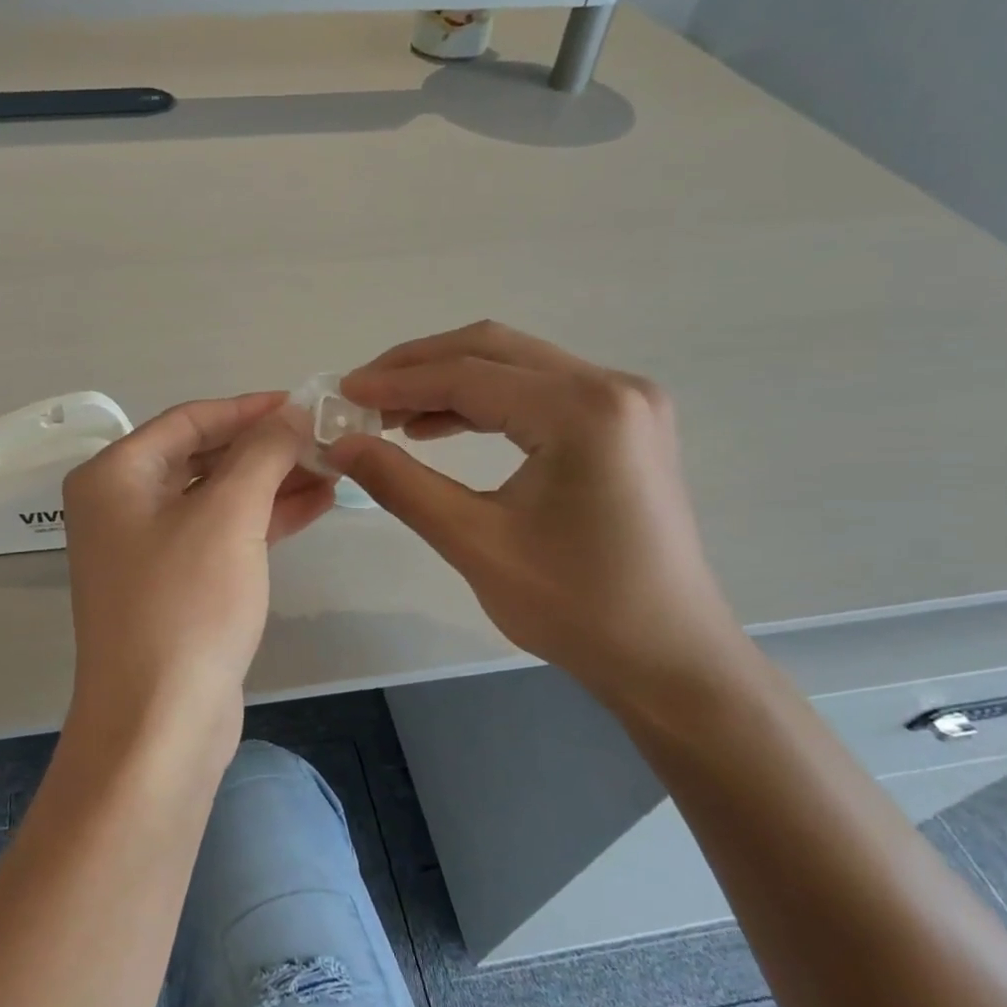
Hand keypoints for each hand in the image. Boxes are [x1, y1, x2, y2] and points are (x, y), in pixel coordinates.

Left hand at [62, 393, 333, 747]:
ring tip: (333, 469)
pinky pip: (221, 535)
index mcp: (114, 476)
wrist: (160, 722)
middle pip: (202, 458)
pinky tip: (315, 505)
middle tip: (325, 439)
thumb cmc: (186, 604)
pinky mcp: (175, 585)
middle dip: (265, 448)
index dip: (248, 408)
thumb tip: (291, 413)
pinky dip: (264, 520)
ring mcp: (146, 549)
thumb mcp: (229, 516)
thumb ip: (262, 453)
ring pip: (217, 498)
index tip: (302, 403)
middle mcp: (122, 506)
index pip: (188, 421)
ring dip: (272, 483)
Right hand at [332, 322, 749, 704]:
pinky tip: (438, 427)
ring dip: (448, 382)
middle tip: (361, 395)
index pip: (469, 375)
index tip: (342, 393)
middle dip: (419, 367)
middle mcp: (612, 387)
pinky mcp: (623, 424)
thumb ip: (401, 484)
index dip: (396, 382)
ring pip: (515, 366)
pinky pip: (539, 392)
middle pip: (493, 350)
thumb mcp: (475, 542)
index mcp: (583, 411)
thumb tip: (340, 446)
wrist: (667, 656)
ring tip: (389, 414)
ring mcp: (625, 402)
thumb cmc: (575, 607)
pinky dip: (484, 403)